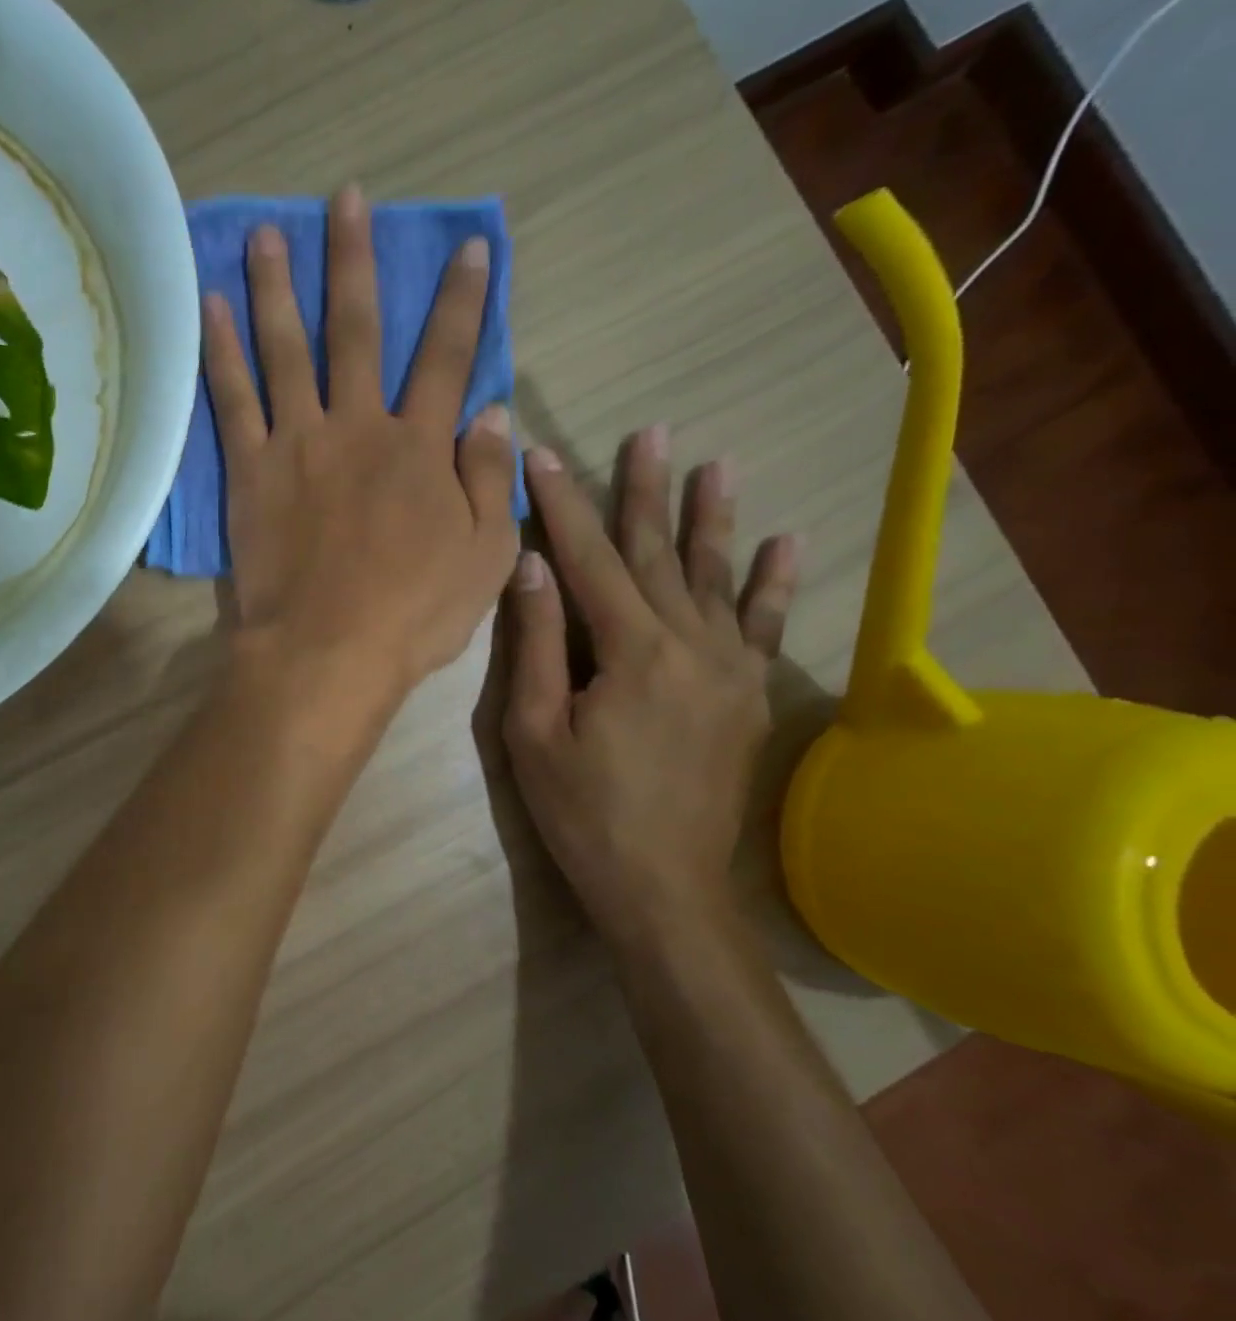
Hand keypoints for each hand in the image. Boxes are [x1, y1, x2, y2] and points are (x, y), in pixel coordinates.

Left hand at [202, 185, 518, 717]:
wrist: (328, 652)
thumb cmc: (414, 614)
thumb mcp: (485, 555)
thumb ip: (491, 479)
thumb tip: (495, 412)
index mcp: (420, 447)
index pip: (448, 357)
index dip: (461, 300)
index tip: (468, 247)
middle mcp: (358, 426)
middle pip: (358, 329)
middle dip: (355, 261)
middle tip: (346, 199)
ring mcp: (298, 443)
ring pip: (288, 348)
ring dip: (277, 285)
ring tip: (266, 232)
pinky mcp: (251, 471)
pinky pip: (232, 399)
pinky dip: (219, 349)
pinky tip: (208, 306)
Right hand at [501, 427, 799, 941]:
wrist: (663, 888)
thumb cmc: (582, 812)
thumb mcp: (534, 731)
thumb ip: (537, 644)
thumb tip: (532, 564)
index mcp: (631, 651)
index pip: (587, 558)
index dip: (564, 503)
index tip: (545, 454)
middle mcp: (690, 644)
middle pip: (659, 554)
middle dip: (645, 491)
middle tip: (649, 432)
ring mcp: (730, 669)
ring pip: (717, 578)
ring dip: (711, 519)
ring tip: (715, 464)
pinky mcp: (749, 696)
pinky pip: (764, 627)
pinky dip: (775, 584)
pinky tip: (788, 543)